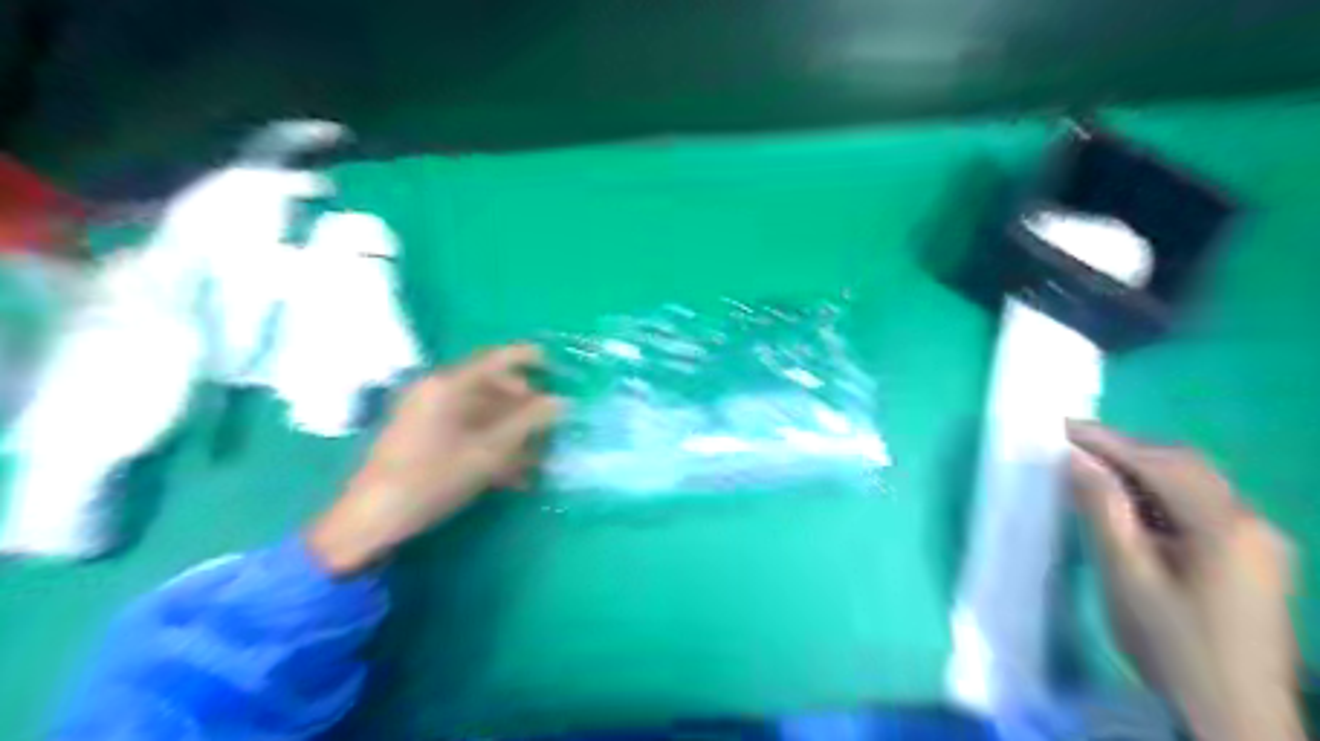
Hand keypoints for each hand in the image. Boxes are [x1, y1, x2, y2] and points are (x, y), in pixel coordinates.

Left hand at [311, 344, 560, 575]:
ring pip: (479, 413)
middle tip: (550, 419)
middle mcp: (435, 393)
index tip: (552, 364)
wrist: (371, 520)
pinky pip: (465, 432)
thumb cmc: (432, 479)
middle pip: (488, 387)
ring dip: (510, 430)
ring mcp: (425, 416)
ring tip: (537, 455)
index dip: (525, 358)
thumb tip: (561, 402)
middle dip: (522, 403)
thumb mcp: (487, 452)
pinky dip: (490, 445)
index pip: (494, 359)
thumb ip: (527, 423)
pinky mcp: (421, 439)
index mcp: (447, 386)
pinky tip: (513, 473)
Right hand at [1071, 422, 1296, 740]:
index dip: (1106, 440)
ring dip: (1141, 471)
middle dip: (1125, 450)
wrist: (1234, 717)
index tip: (1059, 427)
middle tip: (1070, 447)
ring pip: (1193, 483)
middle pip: (1183, 464)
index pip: (1158, 462)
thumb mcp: (1126, 576)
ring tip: (1090, 473)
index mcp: (1225, 526)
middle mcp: (1251, 522)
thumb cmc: (1172, 646)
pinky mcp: (1253, 558)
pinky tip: (1129, 509)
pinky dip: (1159, 495)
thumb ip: (1102, 510)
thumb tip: (1075, 459)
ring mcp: (1258, 541)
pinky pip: (1200, 507)